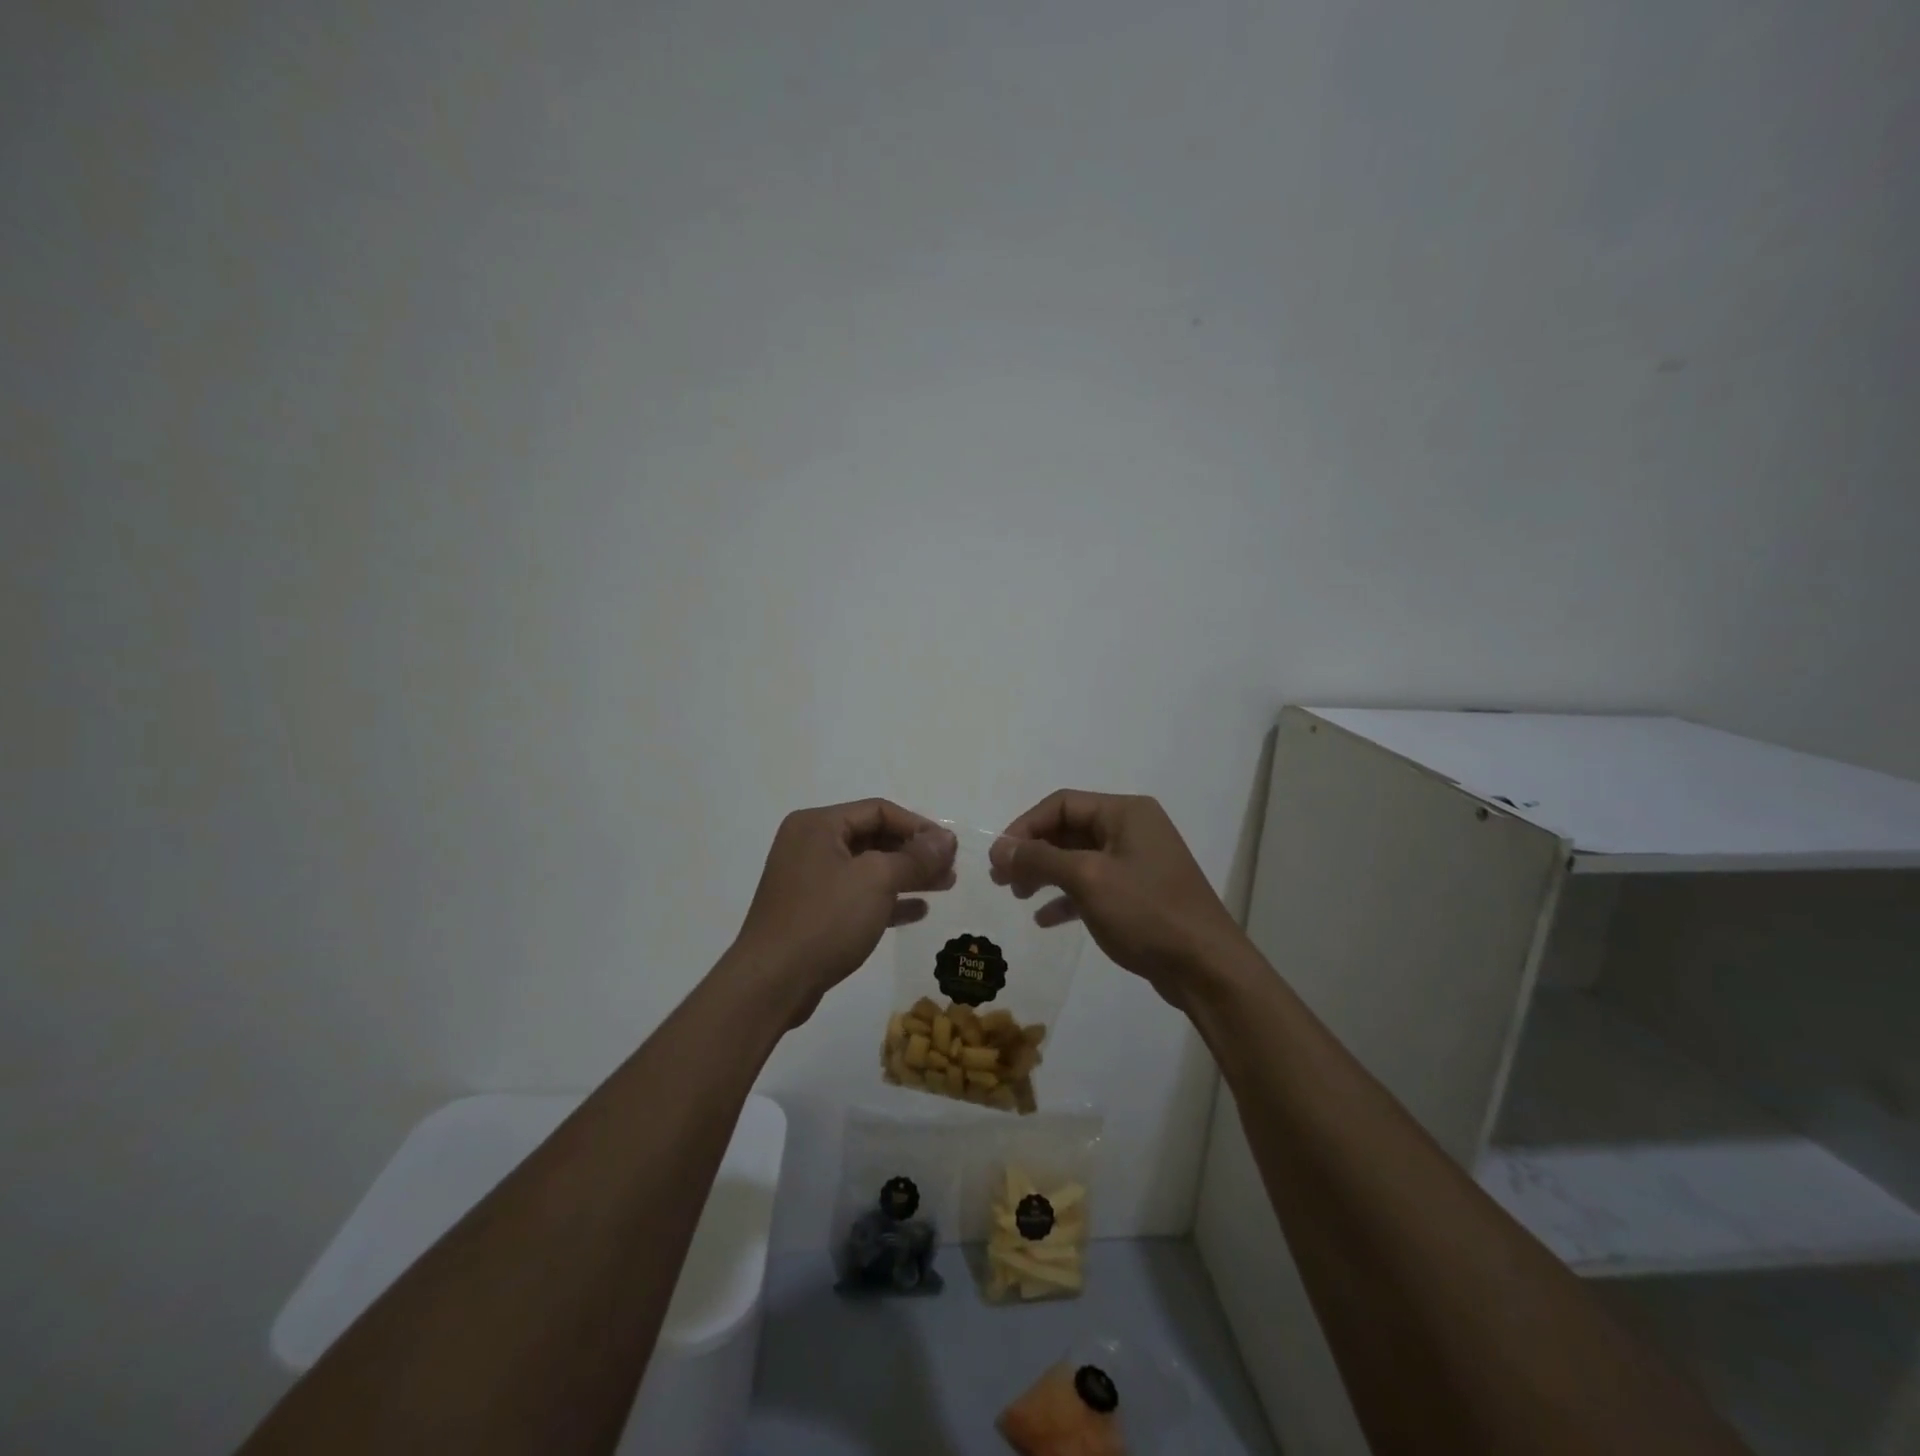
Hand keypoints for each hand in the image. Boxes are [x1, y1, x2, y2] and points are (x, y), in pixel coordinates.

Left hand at [731, 799, 955, 1024]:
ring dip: (907, 875)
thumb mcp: (877, 880)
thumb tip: (947, 839)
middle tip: (950, 869)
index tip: (950, 848)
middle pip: (873, 838)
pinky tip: (917, 911)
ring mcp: (809, 880)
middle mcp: (810, 845)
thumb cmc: (825, 919)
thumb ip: (915, 857)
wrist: (772, 983)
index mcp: (818, 825)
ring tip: (945, 886)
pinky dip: (887, 899)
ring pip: (868, 868)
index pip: (878, 810)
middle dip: (915, 852)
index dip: (919, 826)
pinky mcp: (812, 912)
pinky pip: (857, 895)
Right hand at [989, 791, 1246, 1009]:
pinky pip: (1093, 884)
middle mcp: (1133, 829)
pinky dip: (1067, 897)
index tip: (999, 857)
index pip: (1061, 804)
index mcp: (1126, 812)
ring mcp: (1138, 862)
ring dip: (1045, 873)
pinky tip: (1044, 919)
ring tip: (1017, 895)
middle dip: (1033, 852)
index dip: (1025, 826)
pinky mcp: (1139, 894)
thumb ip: (1040, 859)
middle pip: (1069, 829)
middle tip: (1001, 878)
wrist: (1206, 968)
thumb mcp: (1087, 879)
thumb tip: (1000, 848)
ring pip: (1078, 858)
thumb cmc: (1146, 912)